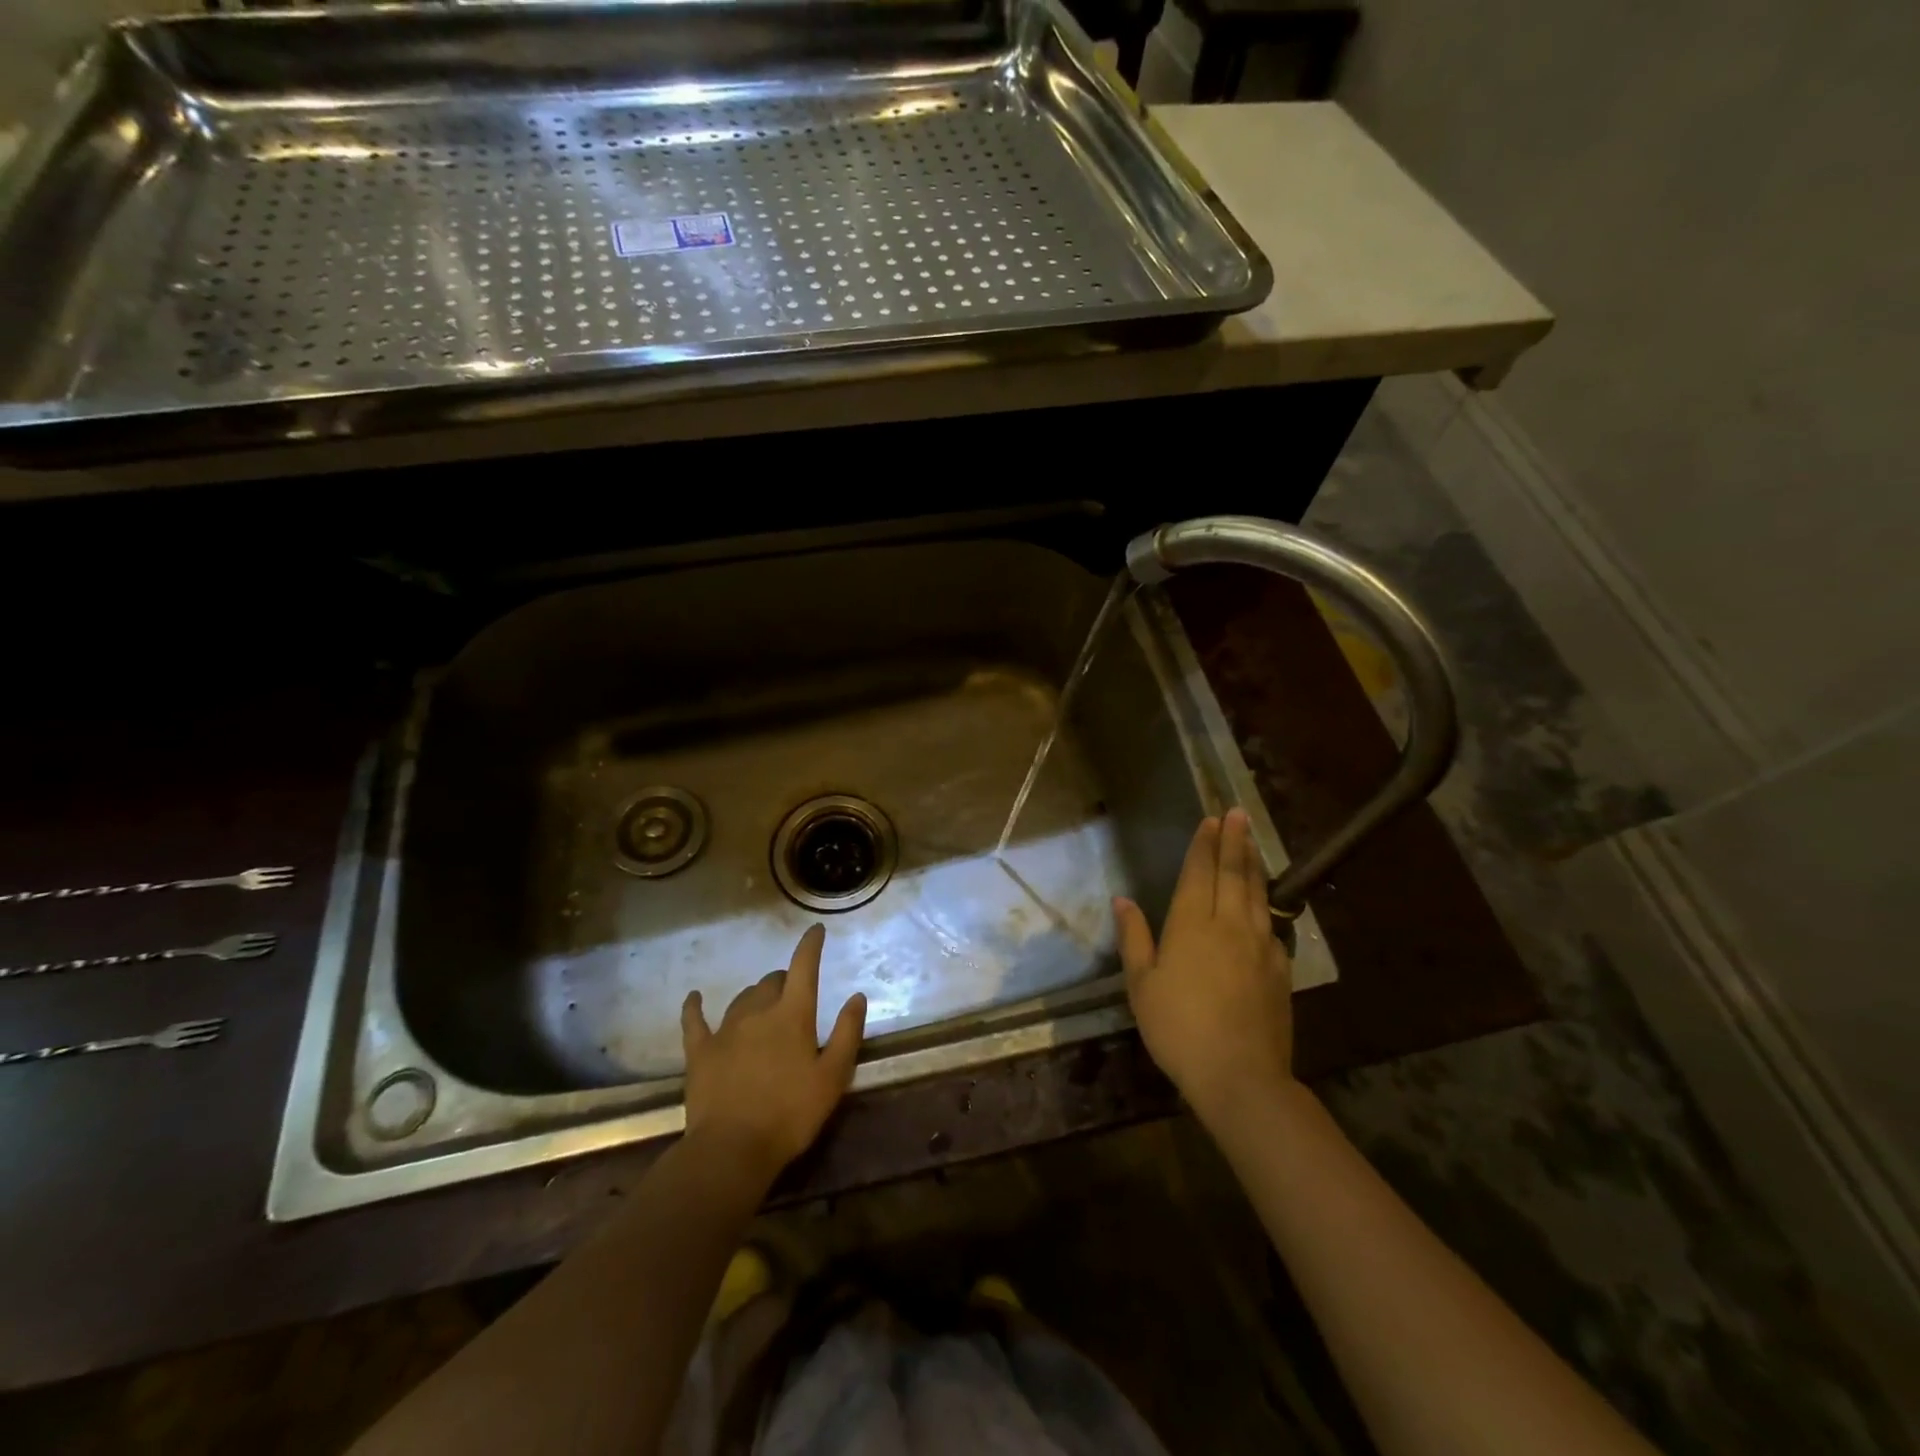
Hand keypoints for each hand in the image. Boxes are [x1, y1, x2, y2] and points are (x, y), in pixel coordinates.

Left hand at [680, 924, 866, 1184]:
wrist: (731, 1149)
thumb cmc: (791, 1114)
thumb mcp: (833, 1076)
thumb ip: (847, 1033)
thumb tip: (857, 996)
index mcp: (793, 1015)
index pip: (804, 967)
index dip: (810, 945)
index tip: (816, 929)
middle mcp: (758, 1012)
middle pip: (771, 981)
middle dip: (784, 980)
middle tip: (794, 994)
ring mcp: (725, 1029)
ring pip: (742, 998)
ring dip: (756, 995)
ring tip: (763, 1005)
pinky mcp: (700, 1051)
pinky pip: (695, 1020)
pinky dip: (695, 1006)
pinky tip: (695, 998)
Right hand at [1114, 808, 1294, 1121]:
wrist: (1240, 1075)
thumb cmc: (1178, 1028)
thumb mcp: (1141, 985)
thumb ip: (1134, 938)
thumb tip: (1122, 899)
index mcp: (1191, 924)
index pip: (1199, 873)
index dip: (1203, 845)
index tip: (1210, 820)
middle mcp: (1229, 924)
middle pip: (1233, 873)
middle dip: (1233, 840)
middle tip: (1236, 813)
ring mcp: (1260, 945)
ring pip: (1258, 892)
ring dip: (1254, 862)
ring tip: (1252, 840)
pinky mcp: (1280, 967)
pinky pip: (1273, 923)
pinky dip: (1268, 901)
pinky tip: (1266, 900)